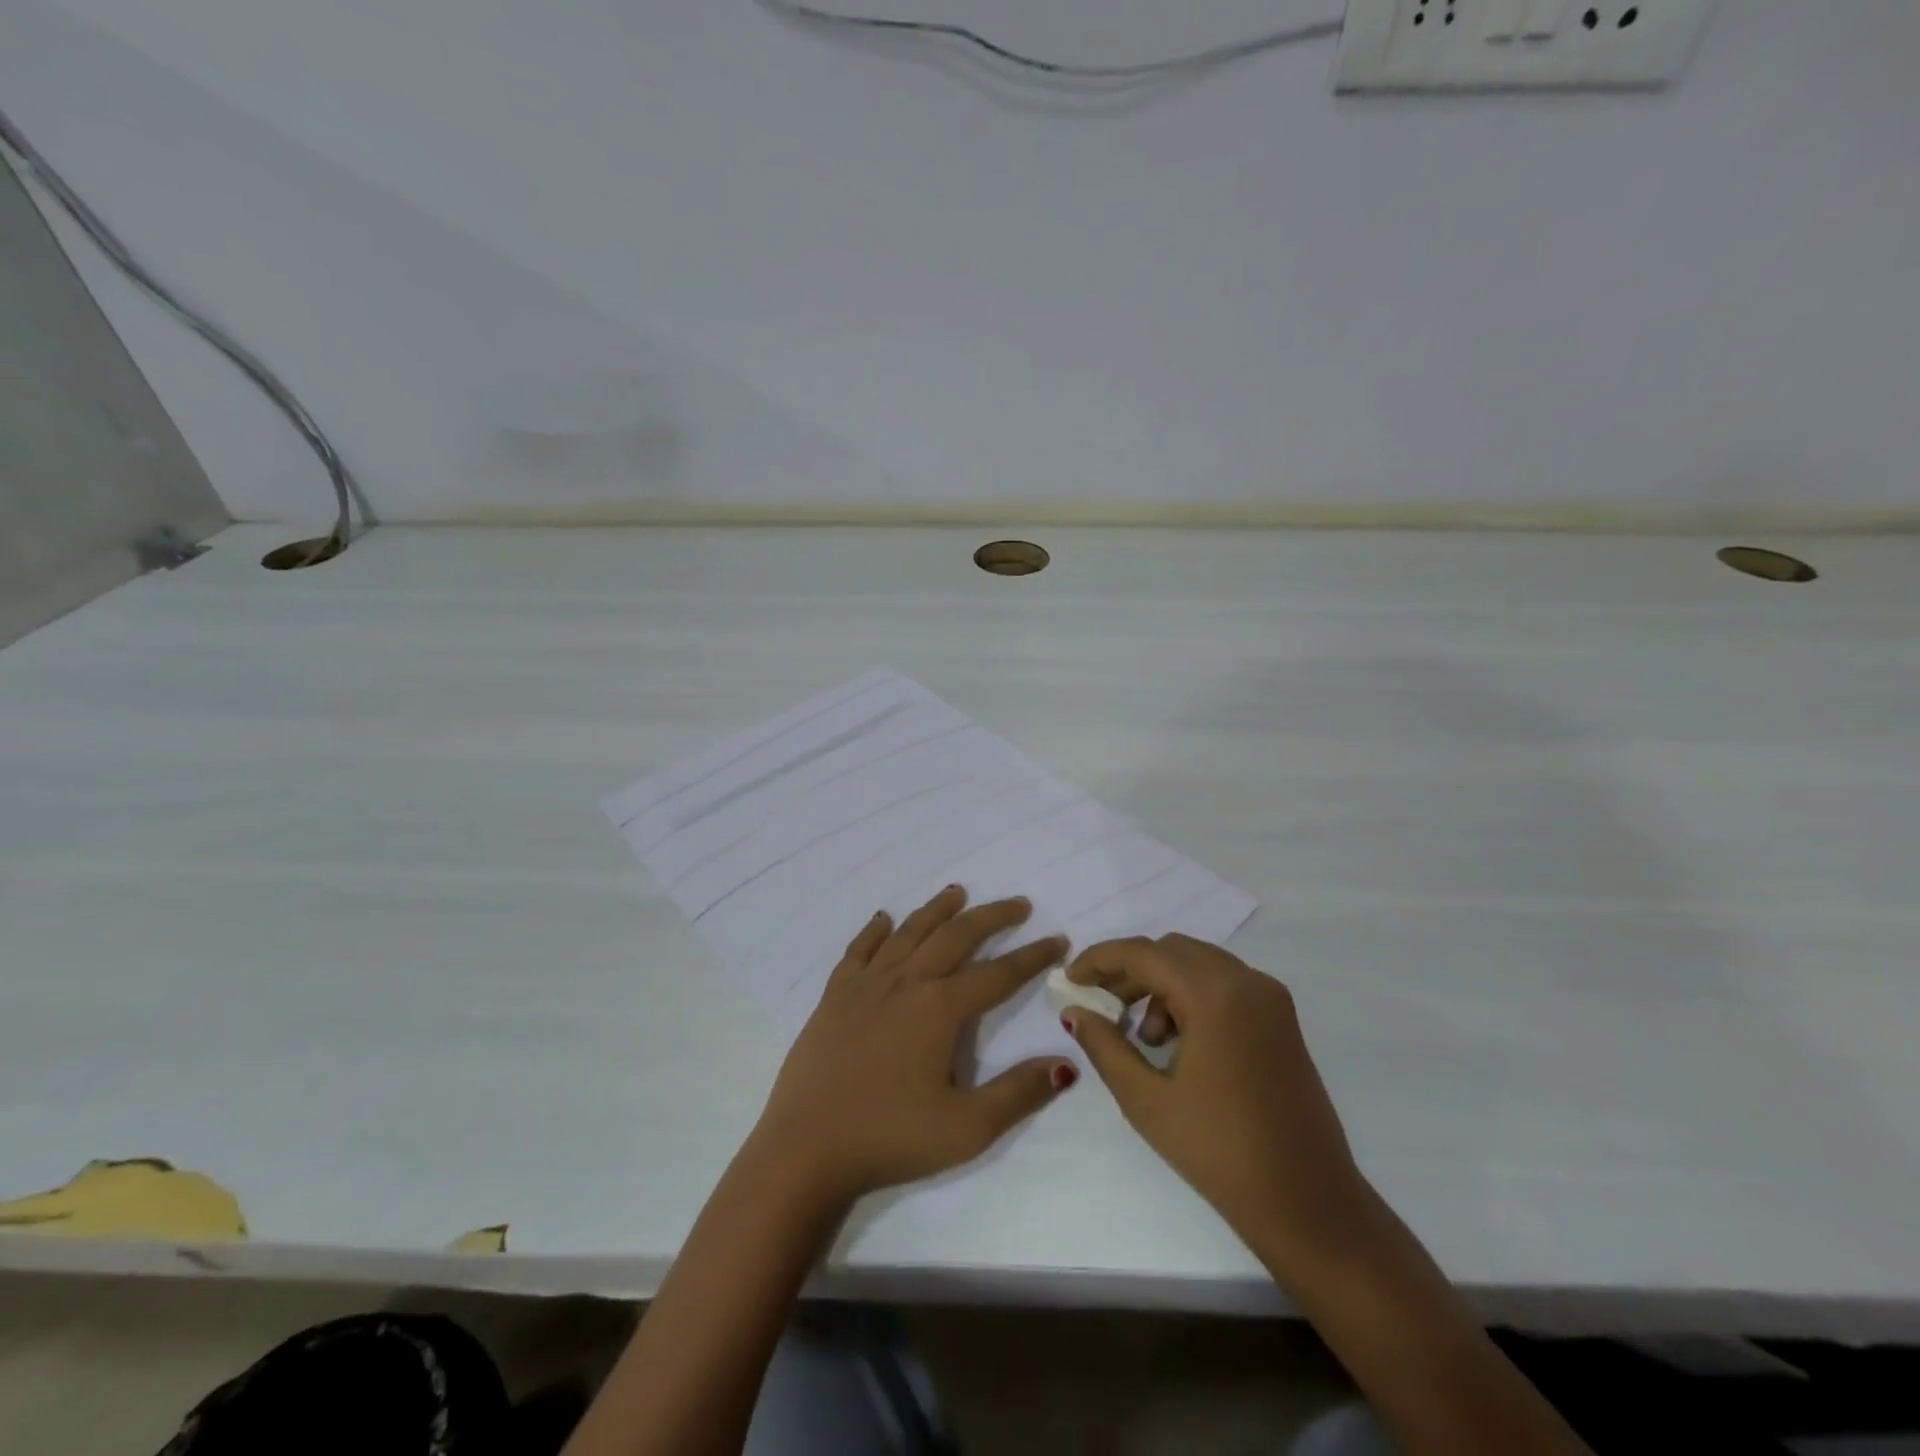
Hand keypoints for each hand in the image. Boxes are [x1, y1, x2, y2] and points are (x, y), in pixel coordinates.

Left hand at [750, 886, 1075, 1208]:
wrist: (805, 1149)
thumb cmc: (890, 1139)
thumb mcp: (967, 1128)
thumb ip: (1019, 1092)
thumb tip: (1066, 1062)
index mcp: (939, 1008)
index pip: (997, 974)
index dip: (1032, 957)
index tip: (1057, 940)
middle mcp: (905, 982)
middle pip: (955, 937)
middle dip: (991, 917)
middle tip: (1019, 904)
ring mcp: (865, 985)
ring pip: (908, 933)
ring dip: (937, 910)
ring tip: (957, 892)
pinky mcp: (834, 996)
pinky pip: (858, 950)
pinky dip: (874, 931)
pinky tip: (883, 918)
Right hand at [1063, 934, 1383, 1278]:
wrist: (1309, 1203)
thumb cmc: (1219, 1151)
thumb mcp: (1146, 1099)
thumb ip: (1104, 1045)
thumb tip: (1075, 1012)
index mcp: (1215, 994)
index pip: (1144, 953)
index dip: (1100, 960)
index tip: (1070, 979)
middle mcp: (1247, 981)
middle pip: (1172, 951)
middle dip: (1130, 971)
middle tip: (1101, 1004)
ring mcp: (1271, 998)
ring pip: (1199, 964)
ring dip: (1161, 984)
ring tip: (1143, 1037)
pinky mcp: (1281, 1019)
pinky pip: (1224, 984)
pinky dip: (1191, 996)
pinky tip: (1178, 1043)